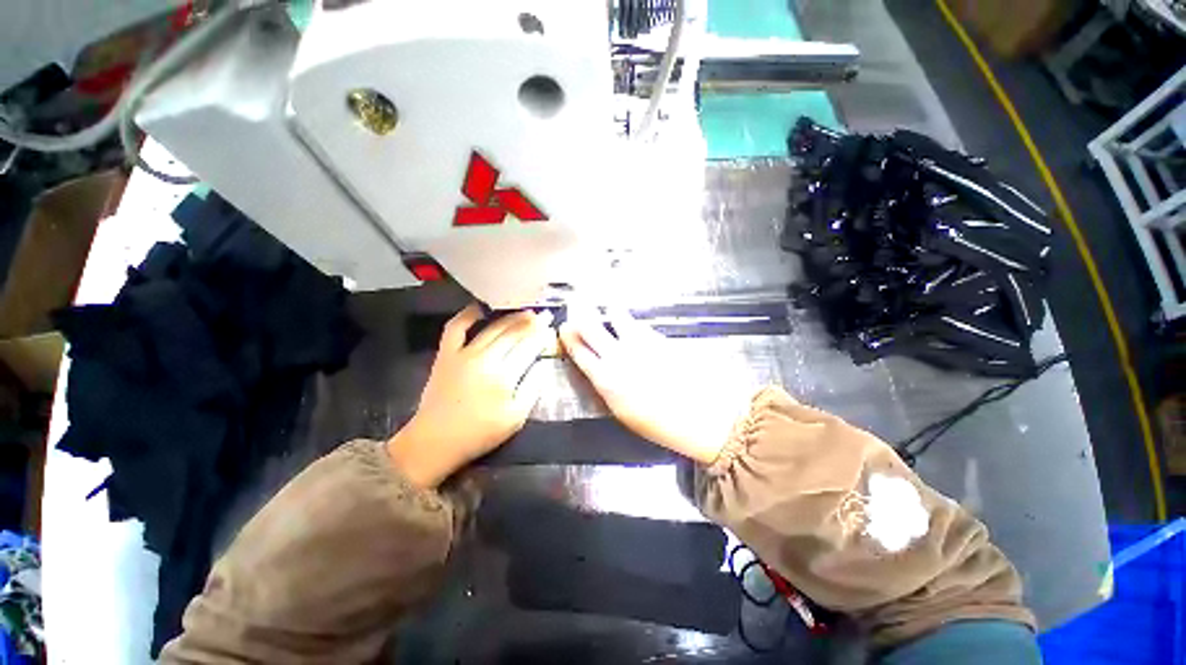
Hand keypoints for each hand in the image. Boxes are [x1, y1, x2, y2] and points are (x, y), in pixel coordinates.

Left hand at [388, 304, 554, 487]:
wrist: (436, 440)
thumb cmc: (480, 433)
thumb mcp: (516, 418)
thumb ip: (532, 388)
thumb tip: (543, 364)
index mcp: (504, 376)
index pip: (528, 346)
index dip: (541, 334)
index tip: (551, 326)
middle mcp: (485, 358)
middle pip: (512, 333)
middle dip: (530, 321)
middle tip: (542, 314)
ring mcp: (463, 353)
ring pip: (492, 328)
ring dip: (510, 317)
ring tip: (524, 311)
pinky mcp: (446, 354)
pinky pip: (455, 327)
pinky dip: (467, 314)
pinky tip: (481, 307)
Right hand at [559, 310, 750, 464]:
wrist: (705, 417)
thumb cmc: (662, 424)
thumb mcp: (625, 412)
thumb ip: (609, 386)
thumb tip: (599, 368)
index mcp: (607, 381)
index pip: (580, 352)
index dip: (569, 337)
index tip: (563, 327)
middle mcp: (619, 357)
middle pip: (592, 328)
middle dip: (581, 312)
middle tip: (575, 301)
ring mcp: (640, 344)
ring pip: (617, 318)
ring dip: (609, 311)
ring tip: (605, 304)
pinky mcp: (660, 338)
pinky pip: (639, 324)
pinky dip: (630, 321)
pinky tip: (628, 319)